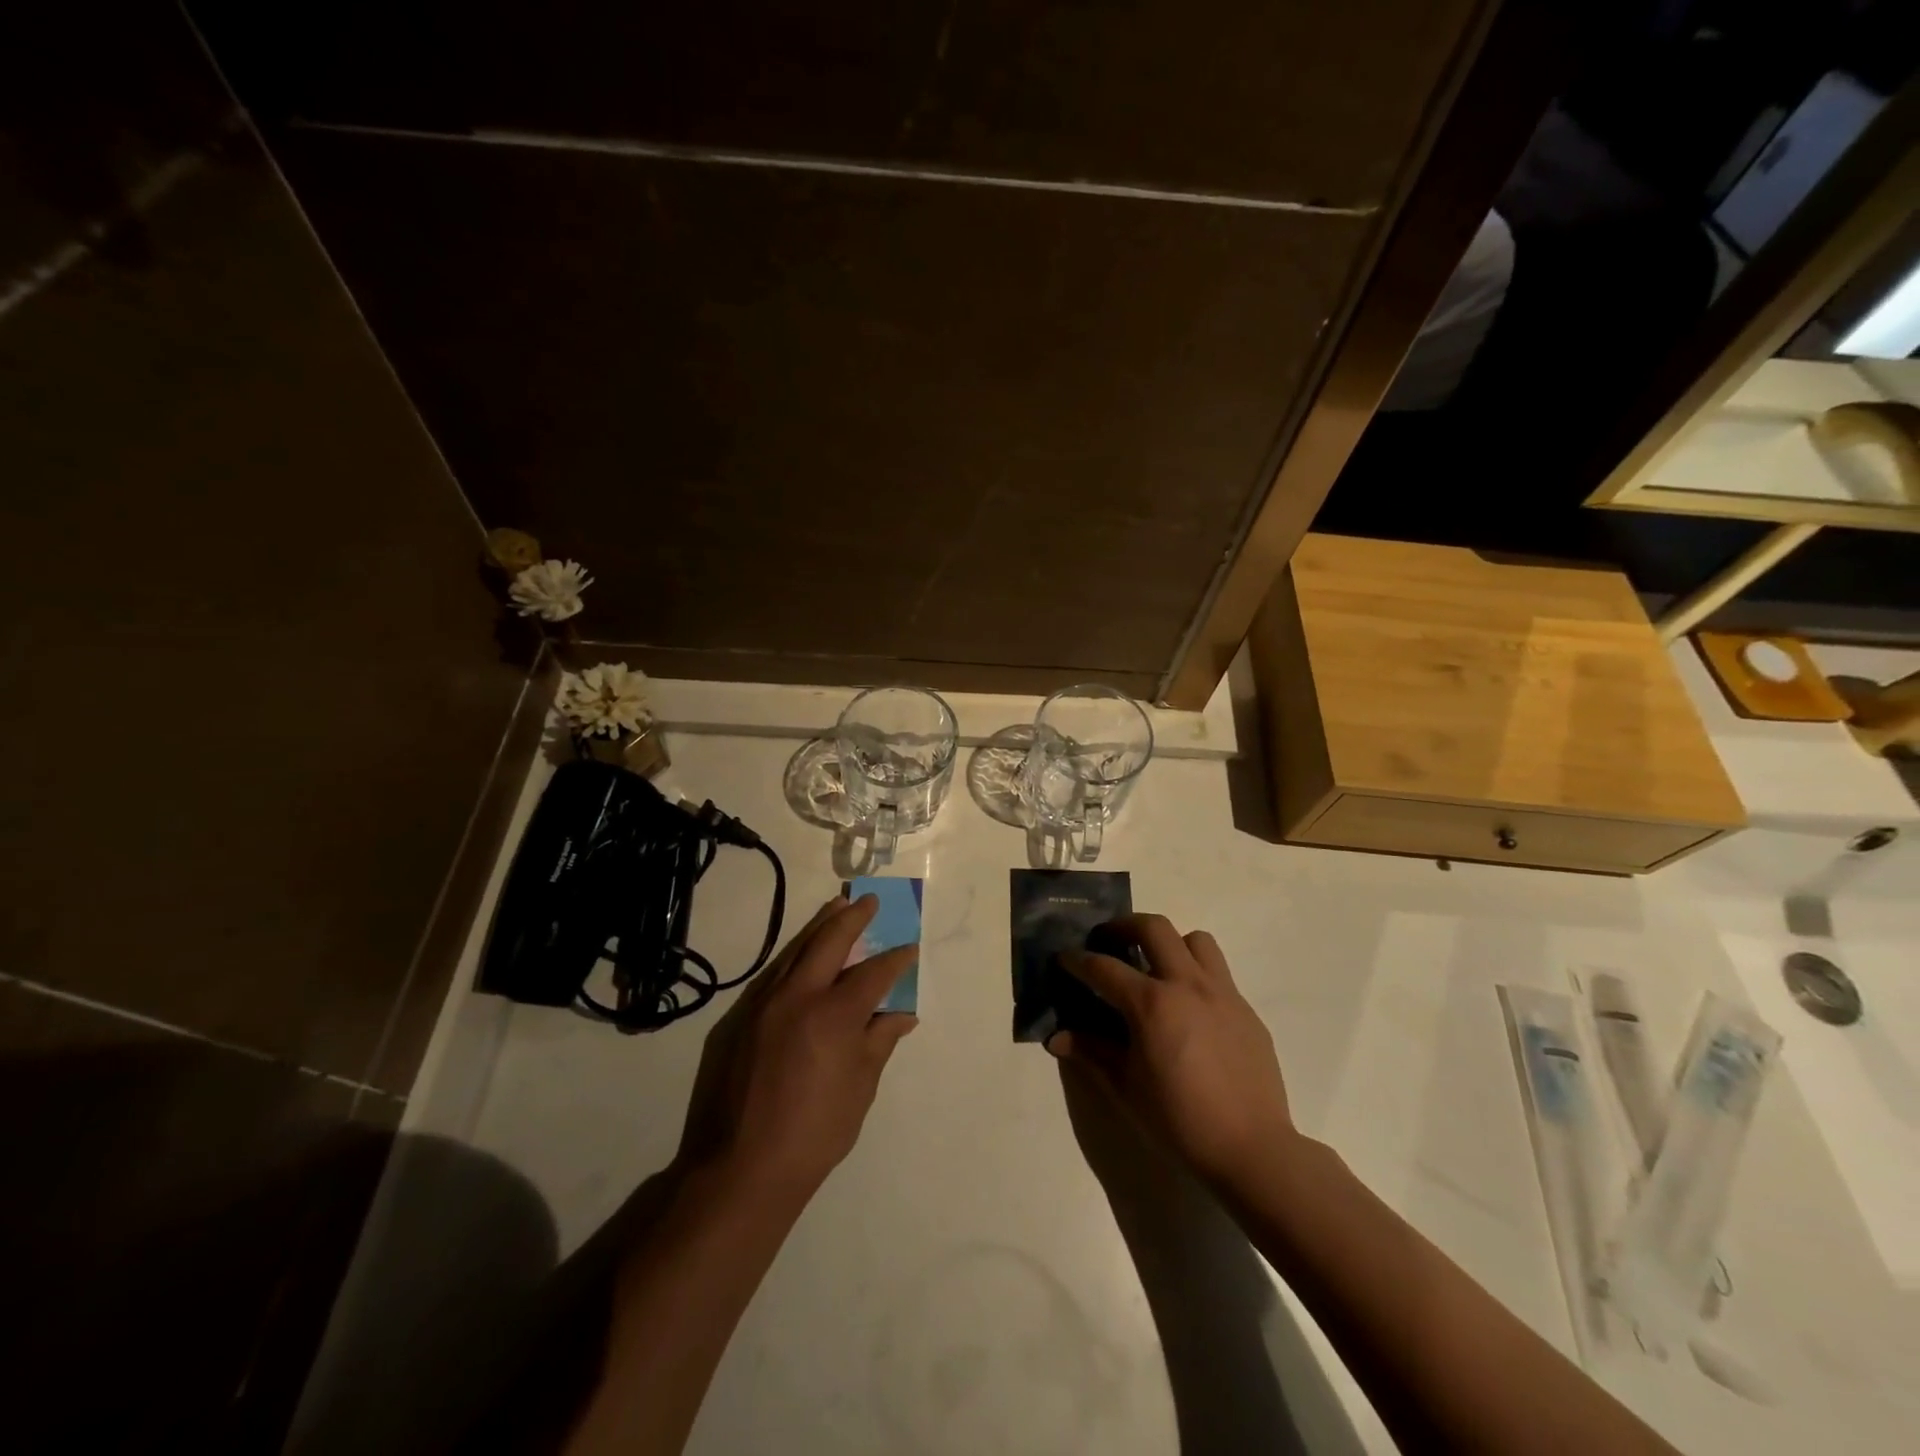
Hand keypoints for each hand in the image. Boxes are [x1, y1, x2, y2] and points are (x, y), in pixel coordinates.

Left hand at [677, 894, 917, 1205]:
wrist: (740, 1168)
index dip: (895, 959)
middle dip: (853, 917)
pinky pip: (774, 974)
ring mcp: (763, 1004)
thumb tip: (901, 1014)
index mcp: (833, 1015)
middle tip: (870, 901)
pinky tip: (803, 955)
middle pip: (828, 941)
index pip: (872, 973)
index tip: (909, 948)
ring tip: (836, 907)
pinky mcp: (740, 1018)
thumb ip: (879, 1042)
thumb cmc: (814, 1133)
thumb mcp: (860, 1088)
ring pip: (796, 951)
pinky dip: (795, 955)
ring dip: (820, 926)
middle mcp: (797, 997)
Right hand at [1048, 914, 1295, 1186]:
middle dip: (1124, 926)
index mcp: (1151, 1004)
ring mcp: (1222, 993)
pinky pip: (1219, 974)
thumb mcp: (1125, 1087)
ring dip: (1170, 944)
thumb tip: (1057, 1038)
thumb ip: (1091, 1052)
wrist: (1252, 1150)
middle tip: (1109, 942)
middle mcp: (1187, 985)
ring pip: (1195, 940)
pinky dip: (1196, 976)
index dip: (1078, 960)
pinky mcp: (1246, 1010)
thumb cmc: (1179, 1121)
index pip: (1103, 967)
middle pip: (1153, 927)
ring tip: (1157, 967)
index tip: (1064, 958)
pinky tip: (1189, 1011)